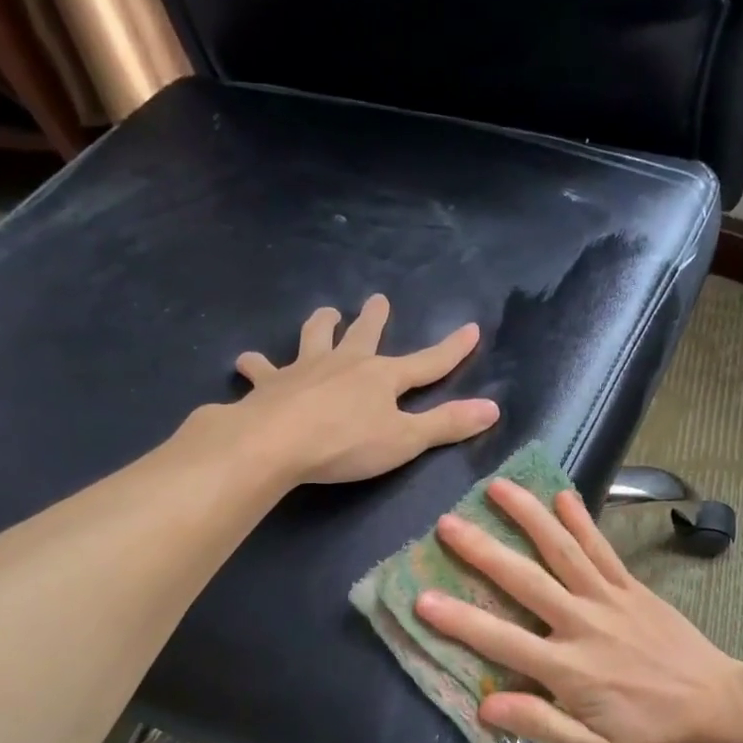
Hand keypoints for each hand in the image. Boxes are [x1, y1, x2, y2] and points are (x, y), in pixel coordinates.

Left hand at [227, 294, 499, 483]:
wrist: (275, 442)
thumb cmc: (346, 443)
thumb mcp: (406, 439)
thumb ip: (447, 424)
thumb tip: (494, 408)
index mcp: (382, 377)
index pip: (428, 362)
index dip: (452, 349)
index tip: (470, 329)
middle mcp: (345, 364)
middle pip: (364, 336)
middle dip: (374, 319)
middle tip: (376, 299)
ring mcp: (304, 370)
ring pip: (313, 338)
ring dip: (320, 325)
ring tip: (325, 313)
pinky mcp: (269, 385)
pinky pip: (261, 370)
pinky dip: (256, 366)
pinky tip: (248, 364)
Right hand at [415, 480, 742, 742]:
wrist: (722, 710)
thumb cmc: (655, 738)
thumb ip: (543, 724)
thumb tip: (486, 705)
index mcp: (570, 669)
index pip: (502, 640)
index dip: (459, 621)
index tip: (421, 598)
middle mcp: (584, 623)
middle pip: (526, 579)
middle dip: (483, 550)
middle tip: (447, 522)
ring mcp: (610, 599)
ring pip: (563, 549)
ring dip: (529, 515)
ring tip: (498, 486)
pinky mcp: (633, 588)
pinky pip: (602, 549)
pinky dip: (581, 520)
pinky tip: (562, 494)